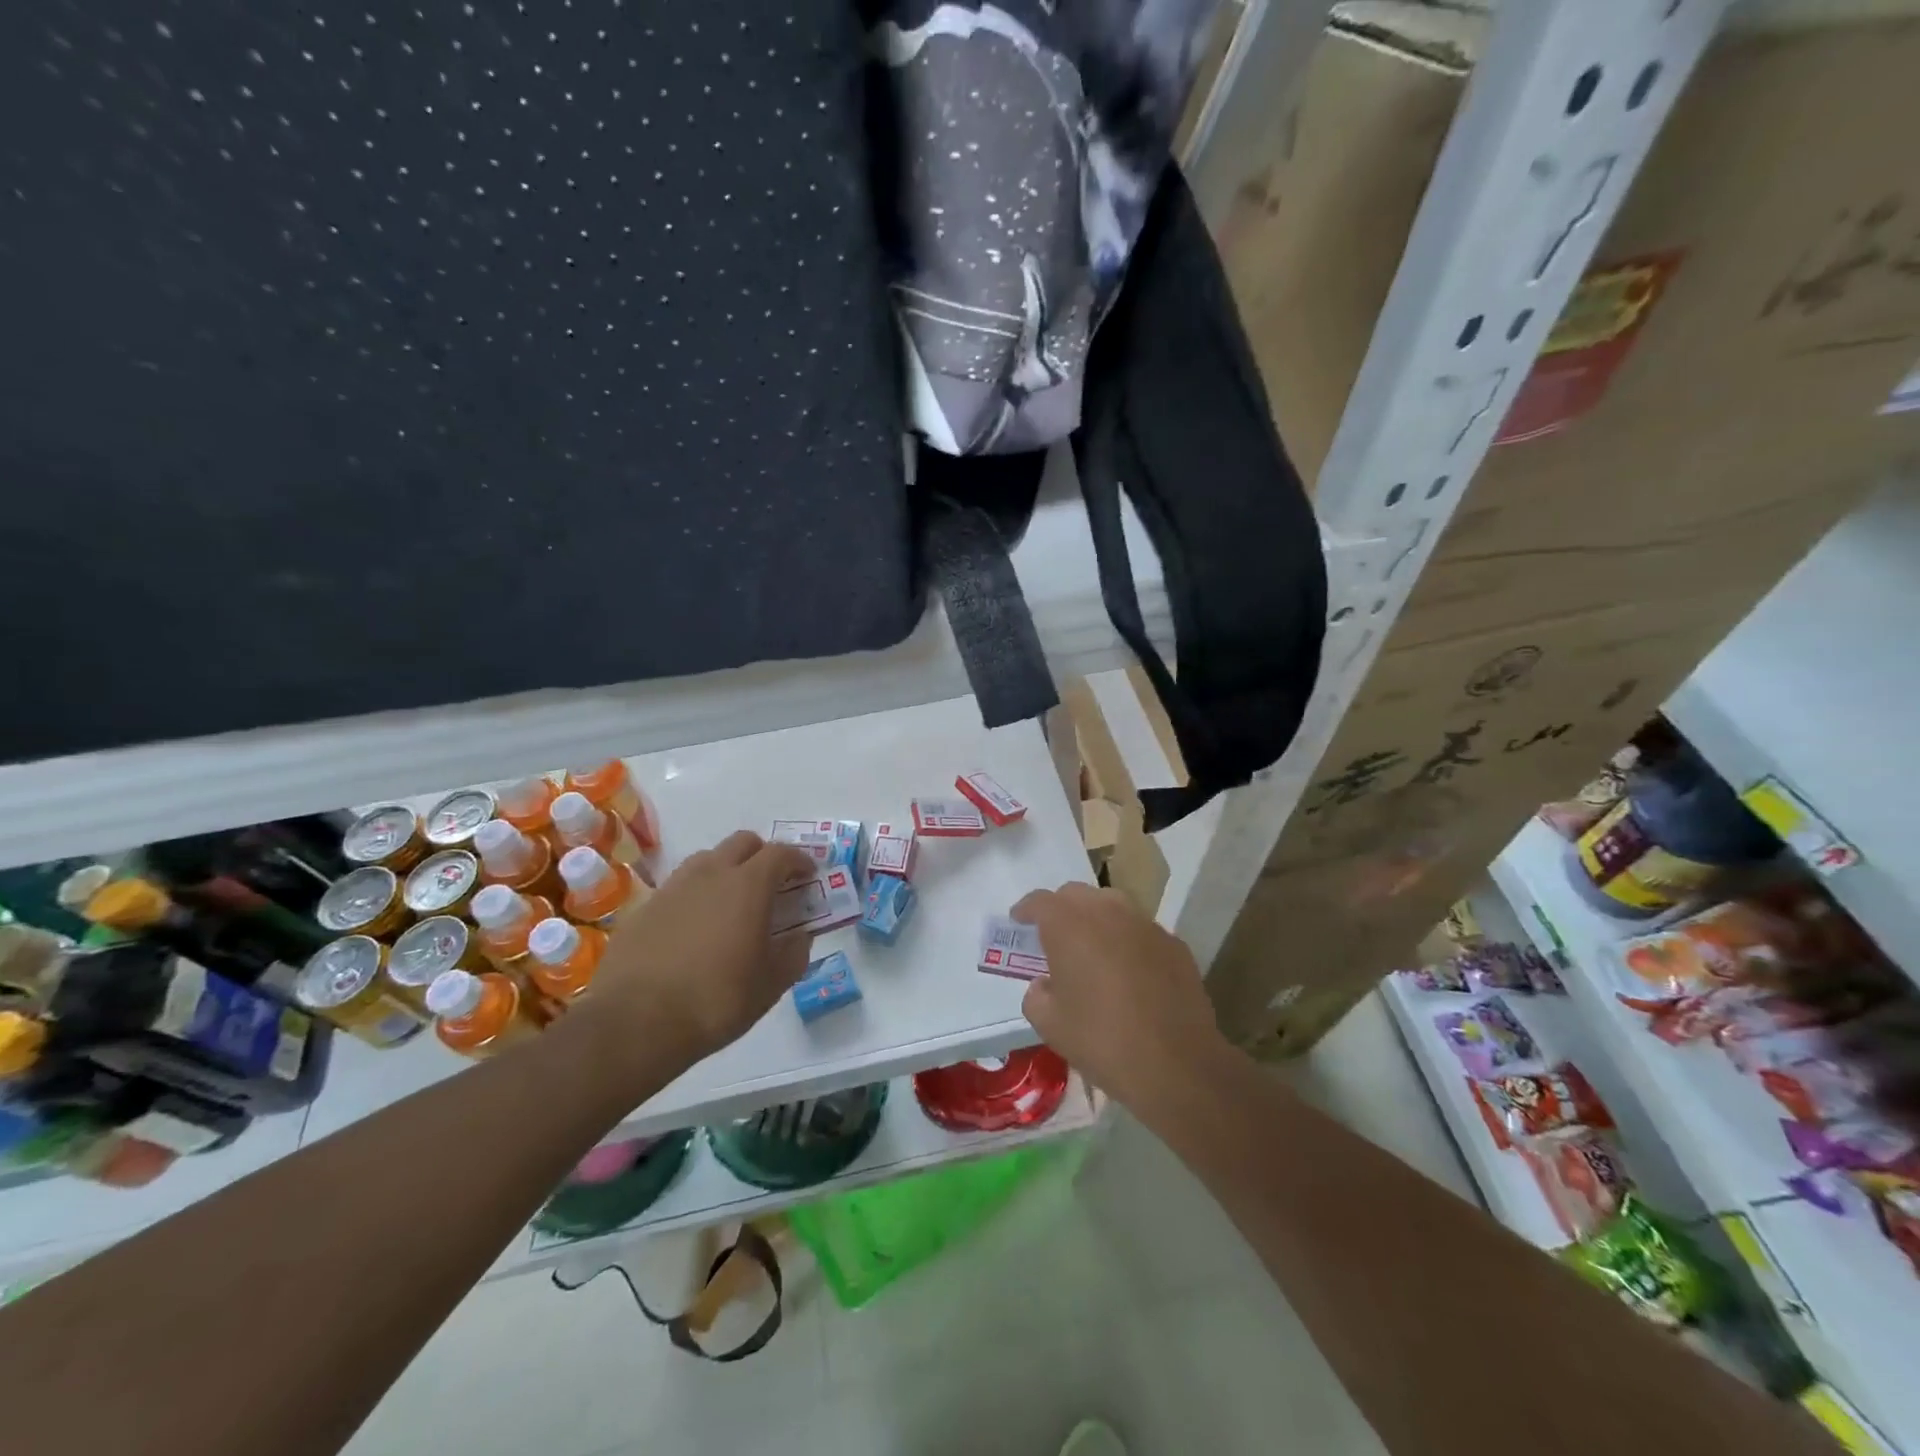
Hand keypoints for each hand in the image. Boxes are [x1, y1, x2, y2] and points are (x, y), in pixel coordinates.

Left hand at [585, 831, 816, 1069]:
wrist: (635, 1023)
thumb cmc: (717, 999)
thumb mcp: (771, 984)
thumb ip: (794, 953)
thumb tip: (800, 936)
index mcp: (749, 884)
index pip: (781, 853)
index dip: (799, 861)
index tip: (808, 876)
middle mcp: (711, 873)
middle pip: (743, 843)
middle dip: (763, 856)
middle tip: (772, 884)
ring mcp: (673, 887)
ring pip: (708, 860)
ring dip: (727, 871)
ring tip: (732, 904)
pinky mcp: (645, 907)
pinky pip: (680, 887)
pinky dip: (696, 896)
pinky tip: (696, 929)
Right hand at [1013, 882, 1229, 1109]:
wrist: (1177, 1064)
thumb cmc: (1102, 1040)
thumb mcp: (1050, 1025)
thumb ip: (1037, 995)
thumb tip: (1045, 985)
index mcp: (1069, 925)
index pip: (1041, 901)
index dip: (1026, 909)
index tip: (1019, 920)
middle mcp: (1107, 912)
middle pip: (1077, 894)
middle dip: (1061, 908)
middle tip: (1053, 934)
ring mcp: (1145, 925)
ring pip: (1112, 905)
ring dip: (1096, 918)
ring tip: (1091, 946)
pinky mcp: (1174, 944)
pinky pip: (1141, 930)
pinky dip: (1127, 939)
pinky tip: (1128, 968)